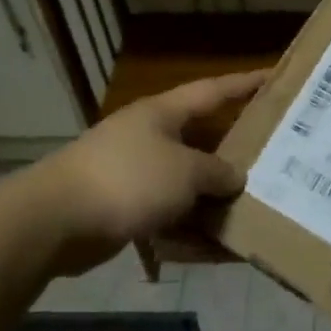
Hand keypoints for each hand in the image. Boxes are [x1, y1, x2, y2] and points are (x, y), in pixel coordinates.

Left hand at [38, 69, 268, 265]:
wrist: (56, 221)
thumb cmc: (128, 179)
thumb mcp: (186, 171)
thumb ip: (218, 172)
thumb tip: (235, 177)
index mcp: (163, 115)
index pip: (213, 91)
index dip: (244, 83)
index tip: (273, 77)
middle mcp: (150, 139)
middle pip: (202, 144)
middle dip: (235, 158)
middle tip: (274, 164)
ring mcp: (135, 176)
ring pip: (188, 188)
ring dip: (215, 205)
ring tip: (254, 217)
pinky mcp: (124, 210)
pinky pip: (169, 219)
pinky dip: (191, 234)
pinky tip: (218, 254)